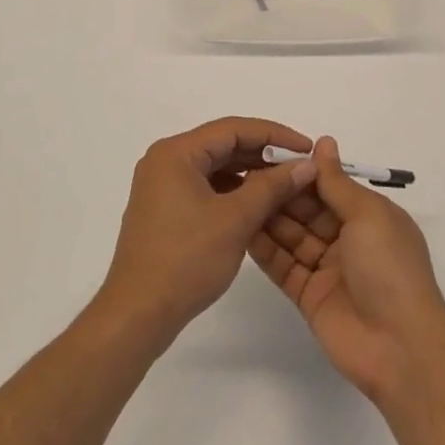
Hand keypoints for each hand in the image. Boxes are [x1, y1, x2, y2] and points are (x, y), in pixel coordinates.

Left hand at [98, 117, 316, 347]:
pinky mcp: (165, 210)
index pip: (233, 129)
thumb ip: (272, 187)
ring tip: (285, 186)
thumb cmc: (186, 260)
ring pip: (216, 168)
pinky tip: (258, 205)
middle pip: (223, 145)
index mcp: (176, 153)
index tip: (307, 148)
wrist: (137, 314)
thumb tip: (306, 164)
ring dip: (250, 174)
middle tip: (300, 167)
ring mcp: (162, 187)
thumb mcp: (235, 220)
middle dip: (264, 155)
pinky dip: (233, 192)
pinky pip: (206, 187)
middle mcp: (166, 161)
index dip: (275, 135)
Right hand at [249, 136, 444, 401]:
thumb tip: (324, 142)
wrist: (398, 346)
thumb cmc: (389, 268)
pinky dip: (265, 250)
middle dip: (281, 193)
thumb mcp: (368, 215)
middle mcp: (348, 239)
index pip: (330, 187)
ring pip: (292, 236)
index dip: (303, 172)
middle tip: (245, 175)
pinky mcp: (308, 295)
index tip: (270, 156)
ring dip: (269, 218)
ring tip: (237, 197)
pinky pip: (283, 266)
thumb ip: (337, 182)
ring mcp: (327, 268)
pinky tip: (241, 230)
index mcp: (369, 216)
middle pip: (308, 210)